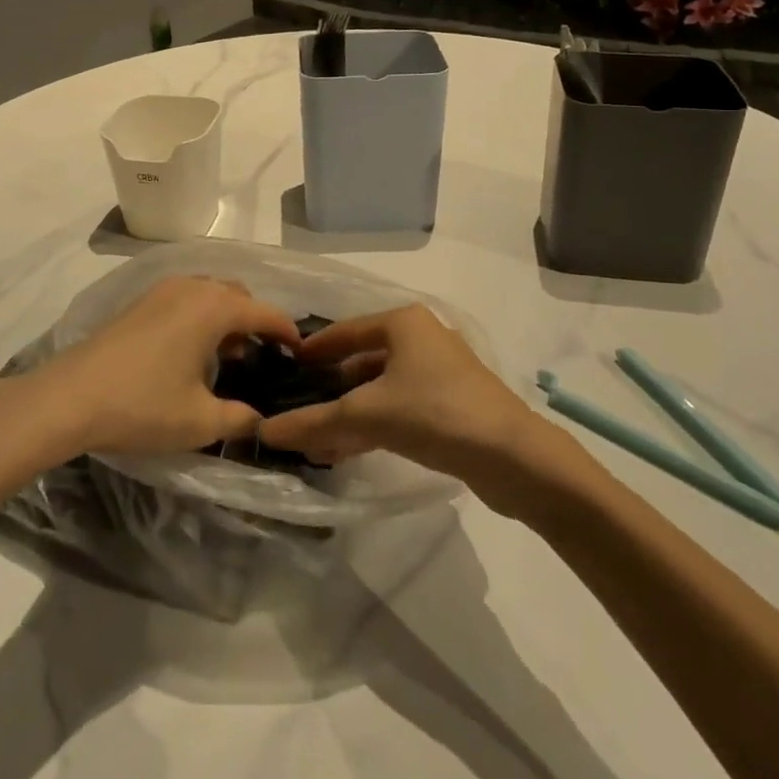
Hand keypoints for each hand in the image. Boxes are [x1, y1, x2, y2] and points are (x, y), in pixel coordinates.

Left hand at [34, 276, 302, 457]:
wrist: (68, 398)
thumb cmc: (142, 405)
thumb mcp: (200, 421)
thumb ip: (241, 419)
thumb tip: (260, 421)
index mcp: (214, 307)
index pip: (265, 312)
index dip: (287, 332)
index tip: (300, 353)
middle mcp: (192, 287)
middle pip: (238, 294)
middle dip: (256, 321)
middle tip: (262, 358)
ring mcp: (162, 290)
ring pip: (210, 293)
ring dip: (226, 317)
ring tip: (227, 357)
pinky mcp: (139, 302)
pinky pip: (186, 299)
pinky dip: (201, 316)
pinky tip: (191, 352)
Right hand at [256, 305, 537, 484]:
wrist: (514, 457)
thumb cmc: (436, 413)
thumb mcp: (368, 414)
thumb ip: (314, 422)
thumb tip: (263, 432)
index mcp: (402, 322)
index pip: (344, 331)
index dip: (313, 350)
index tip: (285, 369)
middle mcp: (420, 338)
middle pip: (361, 360)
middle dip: (329, 389)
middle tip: (296, 409)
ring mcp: (438, 372)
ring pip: (379, 388)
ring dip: (348, 413)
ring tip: (315, 440)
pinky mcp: (450, 404)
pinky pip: (398, 407)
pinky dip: (372, 424)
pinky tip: (347, 450)